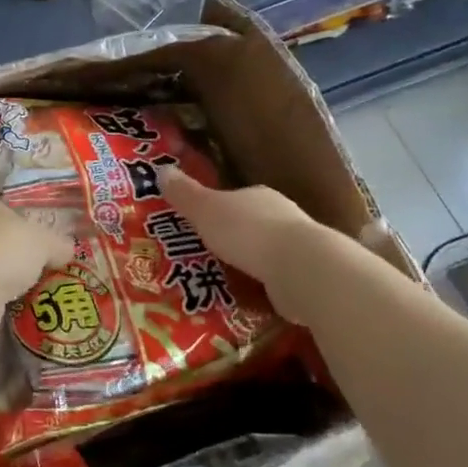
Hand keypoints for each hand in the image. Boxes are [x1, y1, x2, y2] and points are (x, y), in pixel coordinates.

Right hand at [161, 168, 319, 323]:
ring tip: (221, 279)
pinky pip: (275, 278)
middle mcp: (282, 217)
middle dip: (231, 237)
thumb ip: (185, 194)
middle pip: (251, 224)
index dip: (216, 208)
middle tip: (204, 254)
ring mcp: (298, 248)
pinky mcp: (305, 276)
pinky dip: (261, 285)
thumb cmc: (248, 232)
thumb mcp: (206, 210)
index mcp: (259, 196)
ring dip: (247, 263)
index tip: (199, 223)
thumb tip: (161, 169)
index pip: (236, 197)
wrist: (302, 269)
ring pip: (265, 252)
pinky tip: (246, 297)